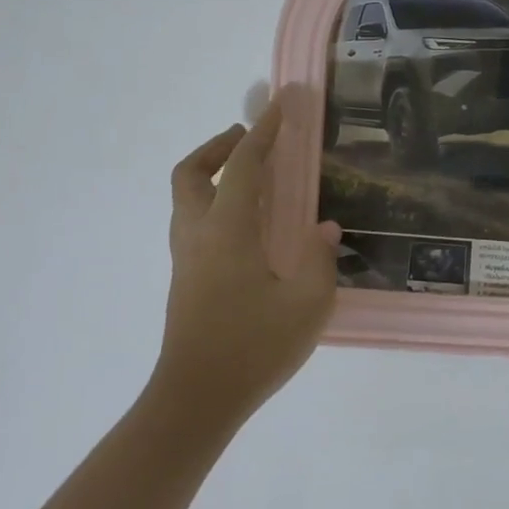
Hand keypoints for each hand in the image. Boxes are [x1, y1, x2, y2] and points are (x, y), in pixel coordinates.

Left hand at [155, 105, 340, 426]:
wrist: (195, 401)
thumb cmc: (253, 349)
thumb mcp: (307, 305)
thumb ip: (320, 260)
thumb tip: (323, 230)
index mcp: (227, 230)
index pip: (243, 166)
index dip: (263, 133)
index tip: (280, 107)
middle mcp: (198, 234)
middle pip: (191, 172)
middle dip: (218, 147)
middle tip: (250, 141)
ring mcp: (186, 258)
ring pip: (185, 197)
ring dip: (211, 173)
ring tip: (251, 178)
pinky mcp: (185, 280)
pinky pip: (192, 220)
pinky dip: (213, 202)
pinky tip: (247, 225)